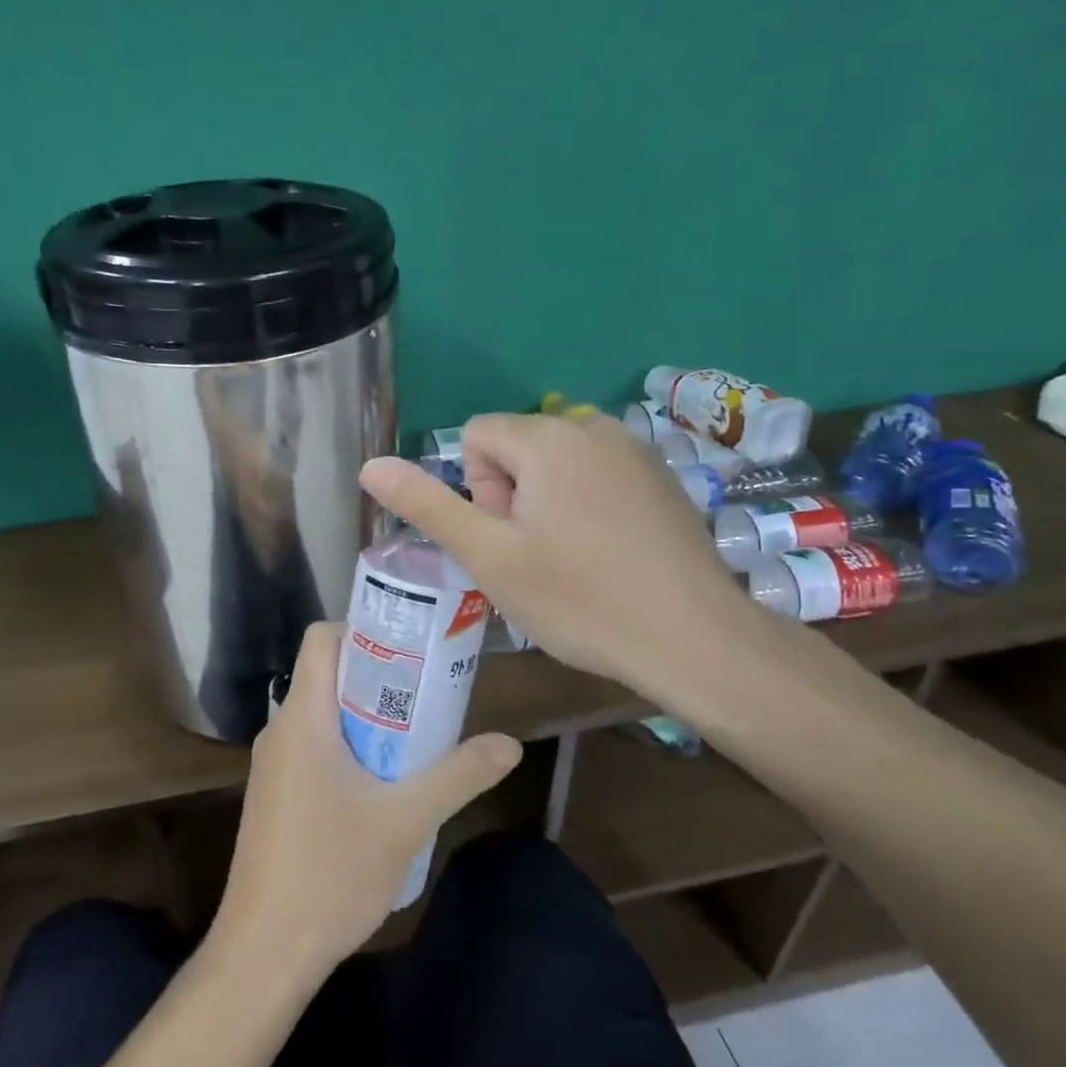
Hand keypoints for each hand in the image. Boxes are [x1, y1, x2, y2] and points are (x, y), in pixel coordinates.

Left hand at [210, 622, 522, 979]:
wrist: (264, 952)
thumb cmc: (330, 872)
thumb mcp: (405, 821)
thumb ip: (458, 776)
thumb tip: (509, 744)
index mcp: (302, 718)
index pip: (322, 639)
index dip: (363, 630)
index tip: (411, 648)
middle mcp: (281, 730)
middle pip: (327, 675)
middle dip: (379, 677)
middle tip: (430, 691)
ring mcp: (274, 766)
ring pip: (323, 715)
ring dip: (368, 717)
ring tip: (419, 735)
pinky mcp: (276, 796)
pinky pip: (315, 748)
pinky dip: (350, 748)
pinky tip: (385, 784)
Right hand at [358, 410, 754, 705]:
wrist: (694, 639)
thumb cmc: (580, 599)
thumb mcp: (488, 556)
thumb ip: (426, 505)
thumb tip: (370, 466)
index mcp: (548, 438)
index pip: (476, 435)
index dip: (476, 490)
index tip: (506, 539)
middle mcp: (593, 426)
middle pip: (516, 448)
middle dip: (510, 497)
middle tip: (535, 557)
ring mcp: (635, 450)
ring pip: (555, 464)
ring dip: (544, 504)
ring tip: (569, 560)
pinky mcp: (661, 476)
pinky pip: (595, 475)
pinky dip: (584, 506)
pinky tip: (606, 556)